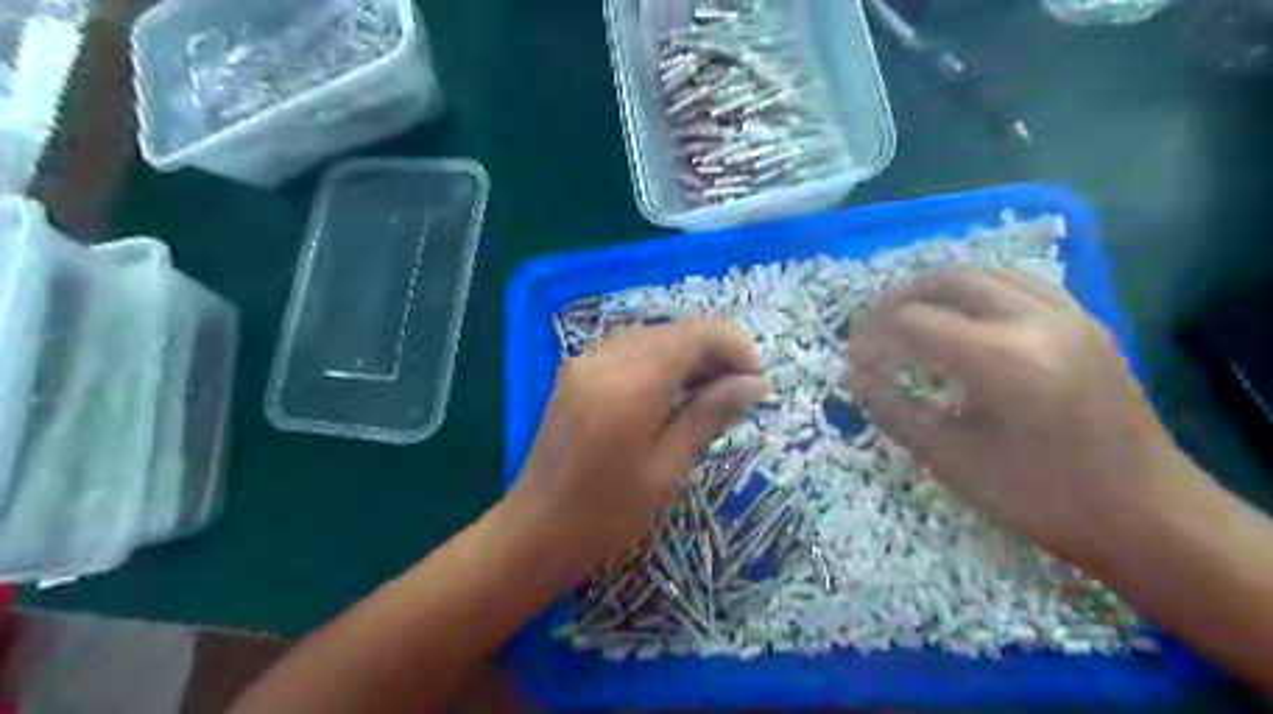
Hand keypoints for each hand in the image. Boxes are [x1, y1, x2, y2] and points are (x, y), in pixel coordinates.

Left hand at [507, 320, 764, 583]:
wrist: (533, 532)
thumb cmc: (606, 515)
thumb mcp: (667, 469)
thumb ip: (709, 415)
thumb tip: (754, 384)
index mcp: (629, 385)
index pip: (693, 335)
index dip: (732, 345)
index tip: (758, 377)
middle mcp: (604, 359)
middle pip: (672, 331)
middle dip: (713, 350)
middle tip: (742, 389)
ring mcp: (585, 363)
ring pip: (651, 337)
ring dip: (688, 354)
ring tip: (715, 391)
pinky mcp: (576, 373)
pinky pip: (629, 350)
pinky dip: (660, 361)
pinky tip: (676, 390)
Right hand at [848, 268, 1200, 562]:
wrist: (1148, 515)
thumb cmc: (1040, 499)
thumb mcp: (951, 459)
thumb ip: (894, 409)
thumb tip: (855, 375)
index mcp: (1002, 361)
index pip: (914, 323)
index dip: (872, 336)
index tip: (852, 358)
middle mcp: (1036, 321)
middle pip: (947, 281)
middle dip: (898, 301)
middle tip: (872, 331)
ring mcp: (1068, 315)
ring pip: (984, 274)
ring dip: (936, 290)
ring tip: (909, 320)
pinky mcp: (1086, 321)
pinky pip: (1018, 283)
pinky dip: (976, 292)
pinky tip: (962, 320)